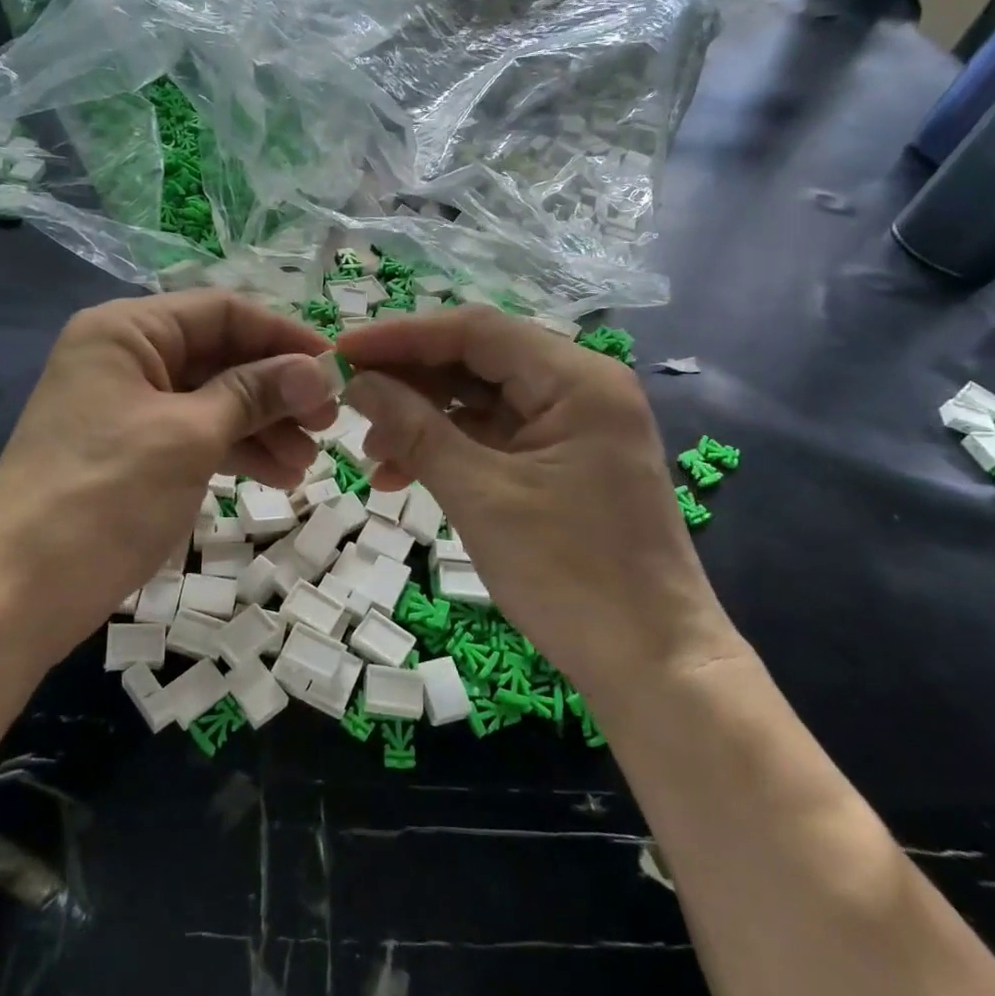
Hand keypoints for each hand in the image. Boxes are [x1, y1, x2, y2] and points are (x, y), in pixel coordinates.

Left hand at [0, 291, 336, 671]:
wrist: (18, 594)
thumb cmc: (106, 498)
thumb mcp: (189, 437)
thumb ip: (255, 394)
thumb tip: (319, 370)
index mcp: (126, 331)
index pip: (223, 312)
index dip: (284, 337)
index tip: (338, 369)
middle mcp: (124, 356)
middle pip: (220, 356)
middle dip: (277, 389)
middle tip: (329, 424)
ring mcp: (126, 406)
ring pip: (212, 399)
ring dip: (262, 426)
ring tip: (307, 463)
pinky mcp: (130, 449)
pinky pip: (194, 434)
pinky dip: (234, 451)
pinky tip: (276, 476)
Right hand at [336, 307, 738, 693]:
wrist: (652, 664)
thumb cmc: (570, 574)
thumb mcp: (480, 495)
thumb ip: (415, 429)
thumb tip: (358, 382)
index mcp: (577, 380)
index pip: (476, 331)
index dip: (403, 336)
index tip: (342, 351)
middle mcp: (581, 388)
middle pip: (478, 360)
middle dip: (410, 380)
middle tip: (349, 400)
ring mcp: (575, 426)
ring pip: (482, 399)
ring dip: (424, 419)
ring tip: (372, 451)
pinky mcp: (564, 462)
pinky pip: (495, 436)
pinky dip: (449, 449)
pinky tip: (404, 474)